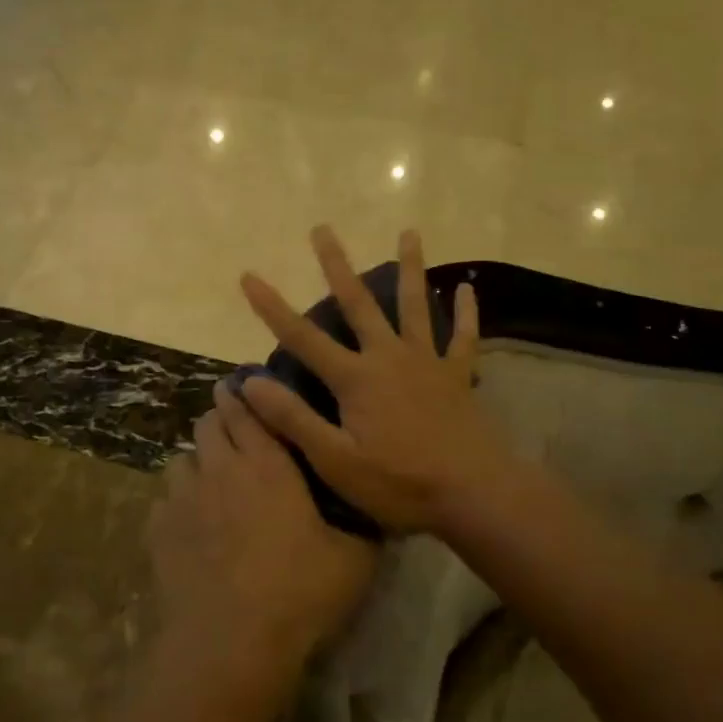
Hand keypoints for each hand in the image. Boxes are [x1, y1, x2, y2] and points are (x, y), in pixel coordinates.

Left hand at [151, 383, 374, 660]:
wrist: (230, 644)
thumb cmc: (299, 593)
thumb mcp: (354, 559)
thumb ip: (364, 524)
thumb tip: (375, 503)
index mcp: (269, 464)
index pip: (247, 408)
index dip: (244, 394)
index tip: (247, 389)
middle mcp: (221, 468)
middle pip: (209, 423)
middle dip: (221, 420)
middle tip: (237, 436)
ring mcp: (184, 498)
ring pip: (184, 458)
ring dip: (199, 461)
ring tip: (213, 482)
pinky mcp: (159, 529)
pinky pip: (166, 498)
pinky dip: (178, 500)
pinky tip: (192, 524)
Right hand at [236, 226, 517, 533]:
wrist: (473, 493)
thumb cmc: (400, 483)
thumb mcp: (336, 461)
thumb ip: (294, 419)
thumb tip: (250, 382)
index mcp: (356, 378)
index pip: (303, 337)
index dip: (272, 307)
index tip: (249, 275)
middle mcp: (388, 357)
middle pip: (358, 303)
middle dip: (336, 265)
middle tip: (323, 229)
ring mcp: (426, 362)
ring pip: (414, 305)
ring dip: (410, 267)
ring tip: (410, 232)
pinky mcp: (457, 375)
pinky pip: (463, 337)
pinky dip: (466, 313)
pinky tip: (467, 288)